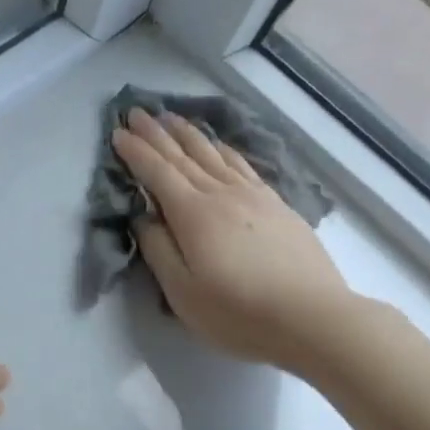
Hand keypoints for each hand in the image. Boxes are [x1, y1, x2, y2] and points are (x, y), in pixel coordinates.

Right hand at [112, 108, 357, 373]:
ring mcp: (253, 196)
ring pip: (214, 154)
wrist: (312, 317)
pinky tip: (220, 145)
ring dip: (189, 134)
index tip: (117, 132)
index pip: (157, 173)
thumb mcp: (182, 292)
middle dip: (156, 133)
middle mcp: (221, 193)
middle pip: (183, 155)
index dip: (136, 152)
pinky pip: (242, 164)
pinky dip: (224, 149)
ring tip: (172, 118)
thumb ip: (158, 250)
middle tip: (137, 112)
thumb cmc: (239, 312)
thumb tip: (143, 217)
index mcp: (193, 214)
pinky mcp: (277, 205)